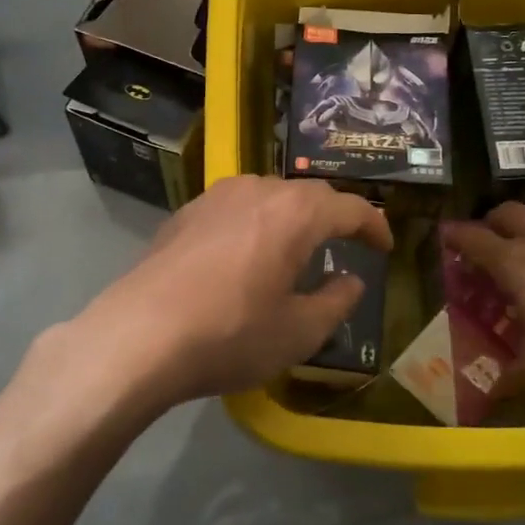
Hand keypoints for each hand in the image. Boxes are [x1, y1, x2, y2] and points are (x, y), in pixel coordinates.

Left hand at [63, 176, 394, 407]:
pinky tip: (247, 253)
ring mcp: (216, 196)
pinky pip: (236, 207)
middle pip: (309, 194)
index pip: (350, 207)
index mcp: (295, 213)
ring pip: (269, 195)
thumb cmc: (230, 334)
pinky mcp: (186, 212)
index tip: (384, 247)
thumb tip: (351, 280)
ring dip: (292, 216)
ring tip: (298, 247)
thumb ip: (335, 301)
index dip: (374, 225)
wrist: (139, 335)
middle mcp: (257, 190)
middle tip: (347, 244)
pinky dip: (256, 222)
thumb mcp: (298, 332)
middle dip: (334, 216)